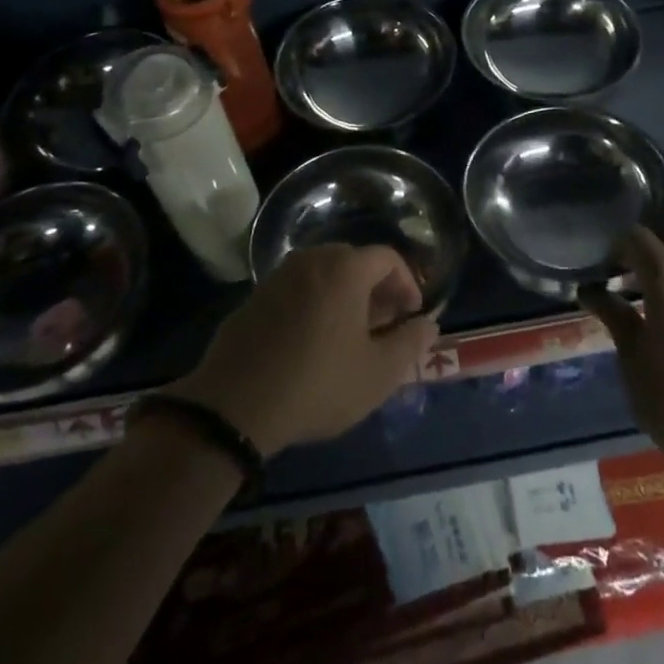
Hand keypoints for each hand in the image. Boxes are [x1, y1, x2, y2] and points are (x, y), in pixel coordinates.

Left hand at [167, 244, 438, 456]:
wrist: (235, 405)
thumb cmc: (318, 384)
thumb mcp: (378, 373)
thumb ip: (410, 343)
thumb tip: (429, 324)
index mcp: (344, 269)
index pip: (388, 257)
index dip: (407, 283)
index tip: (411, 314)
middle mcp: (311, 260)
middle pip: (354, 261)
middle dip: (376, 288)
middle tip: (384, 324)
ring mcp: (278, 276)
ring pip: (323, 274)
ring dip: (344, 295)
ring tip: (351, 334)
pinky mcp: (254, 297)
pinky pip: (297, 289)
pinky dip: (315, 303)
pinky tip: (313, 341)